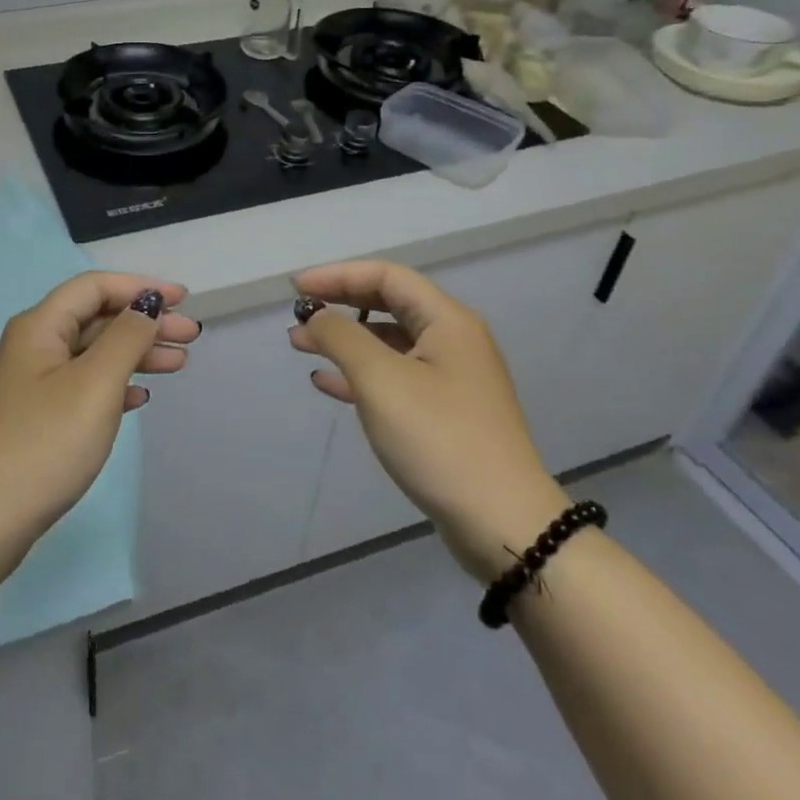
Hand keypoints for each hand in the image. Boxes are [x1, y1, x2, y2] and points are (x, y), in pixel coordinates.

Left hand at [0, 272, 196, 568]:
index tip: (183, 298)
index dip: (140, 287)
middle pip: (96, 318)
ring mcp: (33, 382)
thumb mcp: (95, 384)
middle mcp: (33, 345)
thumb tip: (146, 303)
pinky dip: (116, 383)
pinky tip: (140, 396)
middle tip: (190, 336)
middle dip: (145, 321)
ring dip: (136, 353)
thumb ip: (126, 337)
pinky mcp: (37, 416)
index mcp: (40, 326)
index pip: (94, 287)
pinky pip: (84, 384)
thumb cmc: (45, 443)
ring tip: (178, 363)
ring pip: (93, 353)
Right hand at [290, 260, 567, 581]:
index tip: (297, 289)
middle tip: (297, 315)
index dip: (337, 276)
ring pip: (388, 343)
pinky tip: (327, 383)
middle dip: (340, 306)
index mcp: (447, 321)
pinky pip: (394, 377)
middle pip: (388, 304)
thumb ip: (342, 337)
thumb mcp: (380, 380)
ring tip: (301, 346)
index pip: (386, 276)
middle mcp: (453, 340)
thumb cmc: (439, 438)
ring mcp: (451, 378)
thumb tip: (318, 315)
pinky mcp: (444, 412)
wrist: (502, 523)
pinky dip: (359, 374)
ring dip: (344, 340)